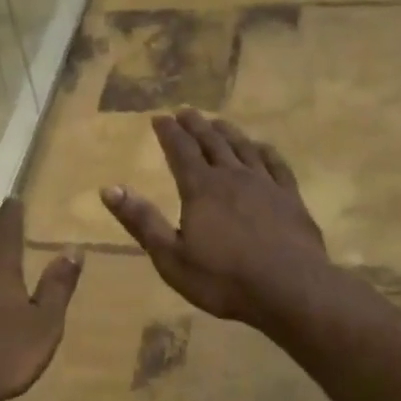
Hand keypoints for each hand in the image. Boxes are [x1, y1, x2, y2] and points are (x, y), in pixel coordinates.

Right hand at [100, 110, 329, 325]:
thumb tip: (109, 188)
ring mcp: (265, 184)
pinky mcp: (291, 197)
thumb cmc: (223, 279)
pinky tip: (262, 148)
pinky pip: (276, 164)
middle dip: (195, 126)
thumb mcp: (171, 257)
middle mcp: (232, 176)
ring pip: (243, 148)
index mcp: (200, 188)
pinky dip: (265, 151)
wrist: (289, 289)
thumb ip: (142, 221)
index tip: (159, 118)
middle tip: (185, 111)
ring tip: (218, 122)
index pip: (180, 151)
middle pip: (212, 142)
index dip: (168, 133)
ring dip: (228, 132)